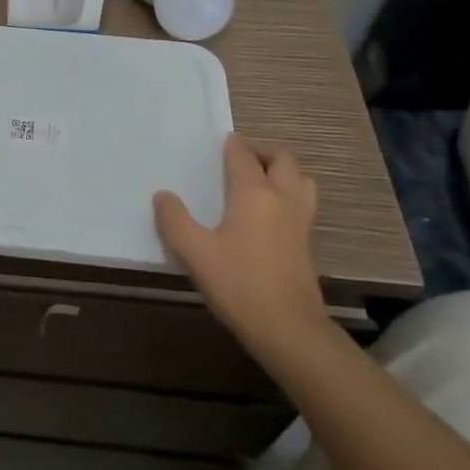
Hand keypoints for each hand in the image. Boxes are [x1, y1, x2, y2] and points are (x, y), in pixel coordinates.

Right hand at [153, 134, 325, 351]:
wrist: (288, 329)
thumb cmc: (238, 284)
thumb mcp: (195, 252)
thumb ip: (175, 220)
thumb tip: (163, 196)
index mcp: (254, 193)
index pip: (244, 156)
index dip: (233, 145)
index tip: (224, 141)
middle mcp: (282, 199)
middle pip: (283, 161)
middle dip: (264, 154)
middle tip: (242, 161)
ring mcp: (300, 222)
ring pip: (301, 181)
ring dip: (284, 174)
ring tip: (261, 183)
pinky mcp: (307, 245)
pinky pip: (302, 204)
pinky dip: (289, 196)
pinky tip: (269, 216)